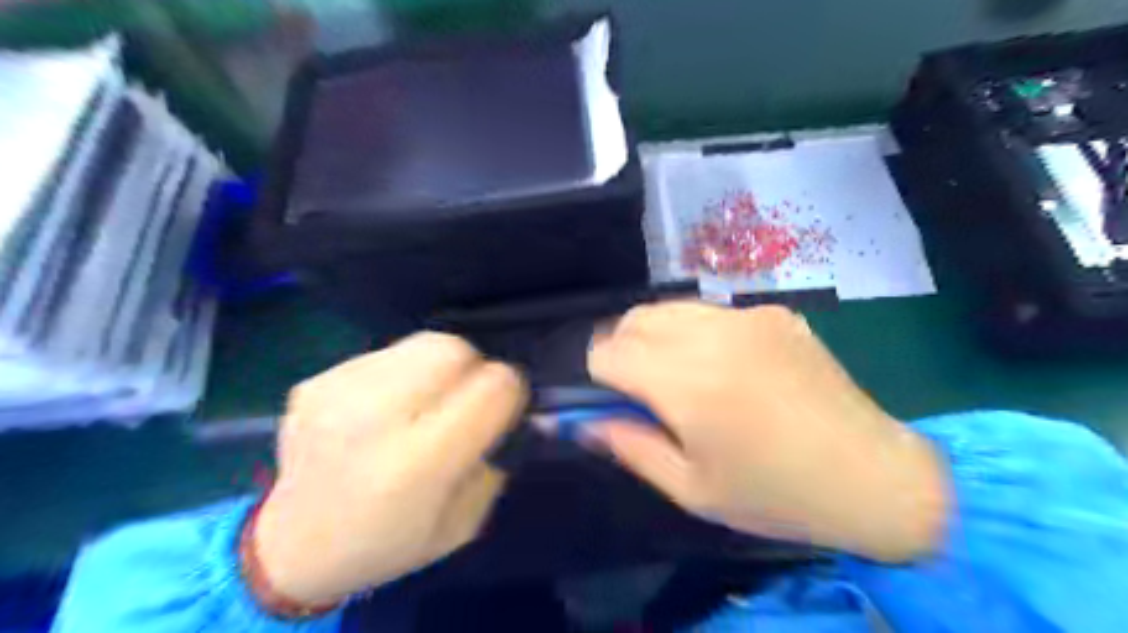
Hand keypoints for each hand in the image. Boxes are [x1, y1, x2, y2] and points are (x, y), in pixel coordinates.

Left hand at [252, 331, 527, 603]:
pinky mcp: (317, 381)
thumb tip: (513, 409)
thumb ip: (497, 460)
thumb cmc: (389, 542)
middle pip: (454, 350)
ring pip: (423, 343)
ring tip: (423, 403)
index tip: (505, 407)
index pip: (493, 387)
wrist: (293, 548)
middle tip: (465, 400)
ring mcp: (338, 392)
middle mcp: (374, 418)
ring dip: (438, 368)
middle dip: (474, 368)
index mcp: (417, 464)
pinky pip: (387, 355)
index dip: (510, 390)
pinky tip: (385, 409)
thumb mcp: (464, 523)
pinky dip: (401, 374)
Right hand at [586, 301, 945, 563]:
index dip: (594, 375)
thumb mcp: (691, 489)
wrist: (873, 476)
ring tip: (678, 376)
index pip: (606, 352)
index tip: (606, 399)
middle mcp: (713, 335)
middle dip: (620, 349)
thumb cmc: (776, 494)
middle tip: (638, 390)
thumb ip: (629, 446)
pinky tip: (726, 368)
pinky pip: (713, 313)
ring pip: (671, 307)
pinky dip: (697, 333)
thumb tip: (585, 422)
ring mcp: (748, 316)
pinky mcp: (775, 312)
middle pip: (633, 319)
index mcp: (687, 382)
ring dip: (655, 336)